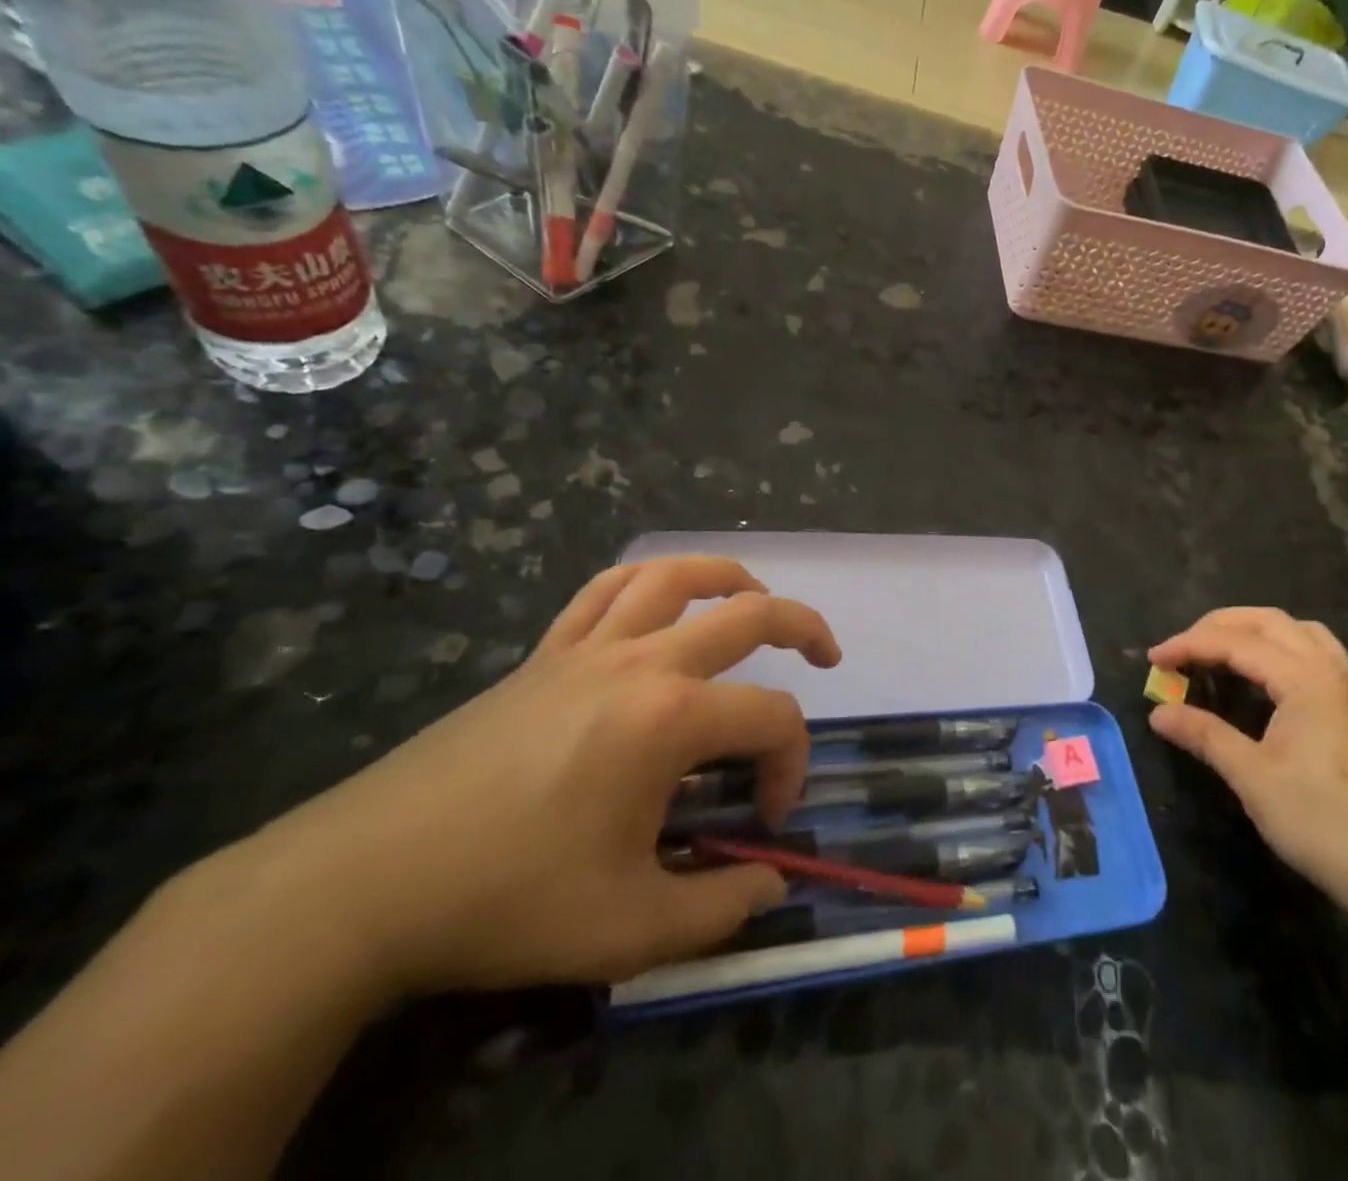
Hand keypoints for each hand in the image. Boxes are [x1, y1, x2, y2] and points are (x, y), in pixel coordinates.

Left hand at [205, 557, 840, 996]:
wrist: (365, 883)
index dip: (789, 767)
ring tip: (756, 600)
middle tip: (826, 656)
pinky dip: (646, 582)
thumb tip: (771, 884)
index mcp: (671, 719)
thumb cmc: (507, 901)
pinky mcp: (544, 653)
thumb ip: (720, 909)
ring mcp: (589, 648)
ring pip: (675, 575)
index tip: (766, 823)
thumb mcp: (629, 929)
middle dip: (804, 628)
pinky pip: (604, 590)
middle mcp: (642, 662)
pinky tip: (658, 601)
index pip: (771, 720)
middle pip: (749, 614)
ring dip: (729, 578)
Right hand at [1148, 607, 1347, 916]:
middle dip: (1218, 625)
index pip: (1235, 643)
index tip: (1153, 659)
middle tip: (1182, 648)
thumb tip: (1159, 713)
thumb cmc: (1322, 821)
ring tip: (1219, 650)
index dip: (1189, 645)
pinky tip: (1263, 674)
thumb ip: (1204, 735)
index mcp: (1305, 680)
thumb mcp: (1253, 778)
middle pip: (1268, 621)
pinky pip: (1315, 651)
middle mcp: (1330, 669)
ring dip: (1253, 629)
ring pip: (1297, 631)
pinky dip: (1280, 646)